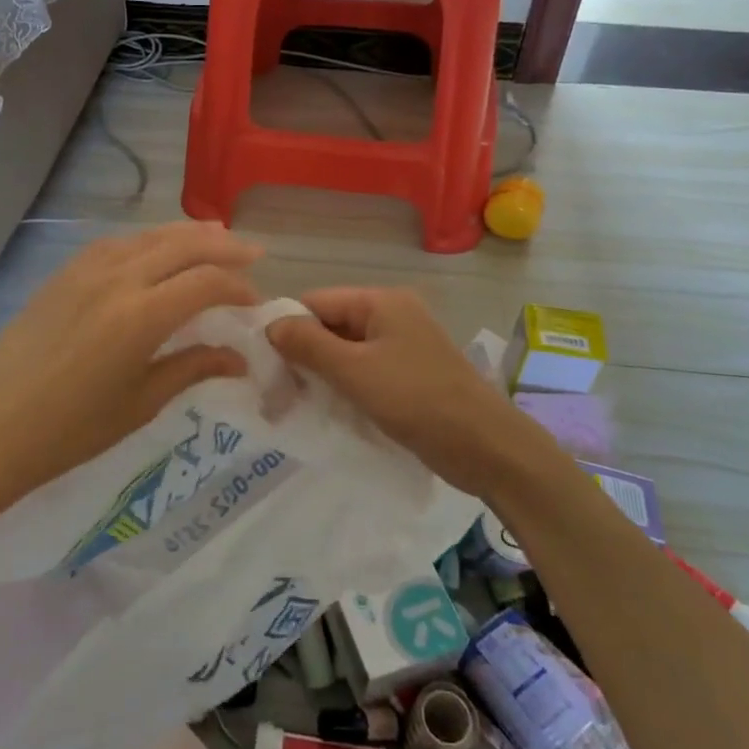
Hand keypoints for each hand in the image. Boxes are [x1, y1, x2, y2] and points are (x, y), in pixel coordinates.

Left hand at [0, 222, 261, 512]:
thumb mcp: (141, 403)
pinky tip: (157, 248)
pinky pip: (116, 242)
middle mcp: (117, 279)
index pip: (206, 282)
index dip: (238, 287)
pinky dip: (148, 239)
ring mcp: (85, 270)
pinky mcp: (63, 274)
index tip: (255, 302)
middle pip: (183, 245)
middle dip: (224, 246)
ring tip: (216, 235)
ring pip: (148, 236)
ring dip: (187, 234)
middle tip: (253, 253)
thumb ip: (193, 368)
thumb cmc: (72, 430)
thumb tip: (239, 359)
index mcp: (141, 316)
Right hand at [266, 287, 547, 495]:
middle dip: (301, 356)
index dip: (287, 327)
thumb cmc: (418, 400)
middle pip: (331, 326)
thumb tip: (270, 324)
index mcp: (381, 302)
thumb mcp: (355, 371)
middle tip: (273, 393)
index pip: (317, 301)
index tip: (262, 363)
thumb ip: (309, 345)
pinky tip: (324, 411)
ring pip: (346, 353)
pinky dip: (343, 388)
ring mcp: (403, 347)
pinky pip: (364, 373)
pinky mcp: (409, 376)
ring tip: (291, 407)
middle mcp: (392, 316)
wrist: (487, 447)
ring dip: (320, 376)